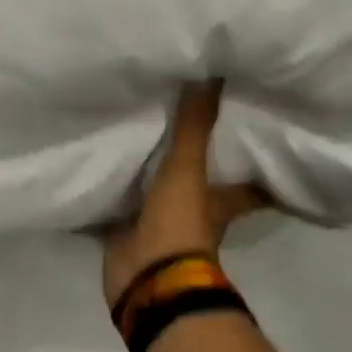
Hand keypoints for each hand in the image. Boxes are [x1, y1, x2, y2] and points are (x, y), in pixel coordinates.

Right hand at [103, 81, 271, 310]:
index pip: (249, 183)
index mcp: (219, 201)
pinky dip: (108, 194)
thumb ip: (195, 126)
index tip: (258, 139)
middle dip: (192, 161)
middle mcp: (194, 212)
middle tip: (180, 124)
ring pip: (156, 193)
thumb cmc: (179, 225)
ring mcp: (158, 226)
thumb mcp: (188, 169)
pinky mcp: (125, 235)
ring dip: (146, 174)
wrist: (146, 279)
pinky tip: (93, 170)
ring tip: (131, 136)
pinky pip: (117, 208)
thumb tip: (214, 72)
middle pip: (199, 184)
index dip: (257, 165)